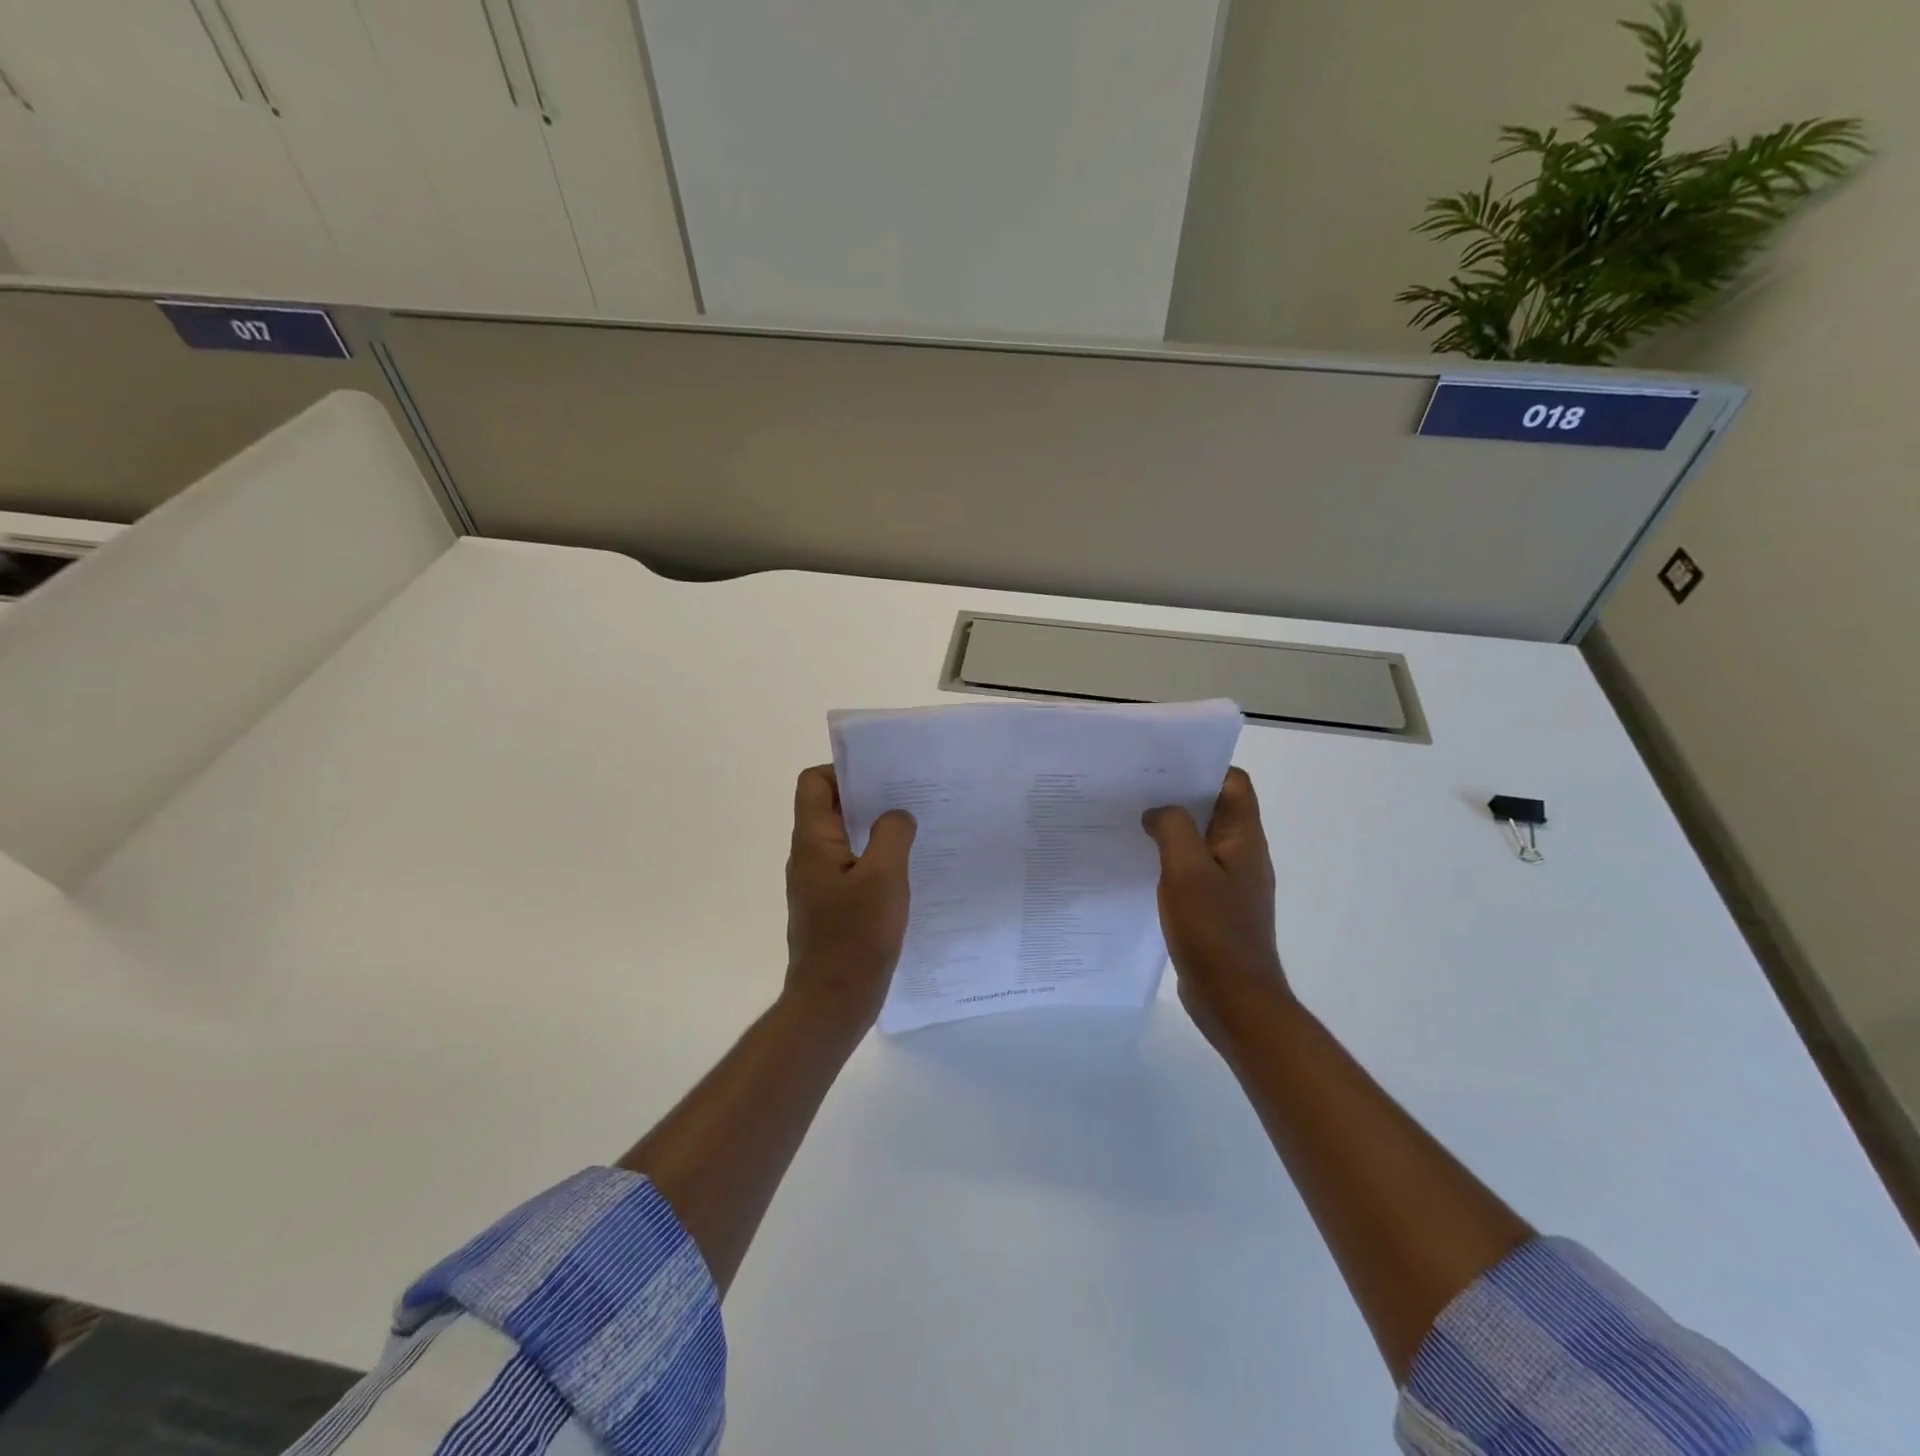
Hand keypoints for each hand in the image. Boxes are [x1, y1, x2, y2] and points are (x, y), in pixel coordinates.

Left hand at [784, 765, 916, 1031]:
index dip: (845, 770)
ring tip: (914, 831)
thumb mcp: (884, 877)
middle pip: (831, 809)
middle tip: (909, 799)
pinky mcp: (831, 908)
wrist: (833, 1003)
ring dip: (874, 832)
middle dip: (868, 799)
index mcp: (813, 841)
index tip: (883, 777)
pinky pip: (852, 870)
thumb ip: (892, 835)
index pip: (815, 783)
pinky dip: (875, 862)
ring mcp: (818, 884)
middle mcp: (808, 857)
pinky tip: (906, 873)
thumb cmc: (856, 936)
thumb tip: (896, 815)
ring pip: (845, 841)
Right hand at [1142, 767, 1288, 1041]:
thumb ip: (1173, 829)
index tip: (1162, 767)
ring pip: (1201, 841)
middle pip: (1215, 809)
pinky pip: (1193, 870)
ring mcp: (1231, 884)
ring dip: (1172, 829)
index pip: (1234, 783)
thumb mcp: (1186, 871)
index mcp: (1244, 839)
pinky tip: (1140, 866)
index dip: (1203, 767)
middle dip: (1179, 796)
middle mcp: (1243, 855)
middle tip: (1136, 791)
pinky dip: (1170, 861)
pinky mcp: (1216, 908)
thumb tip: (1158, 811)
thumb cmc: (1213, 931)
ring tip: (1131, 823)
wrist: (1234, 999)